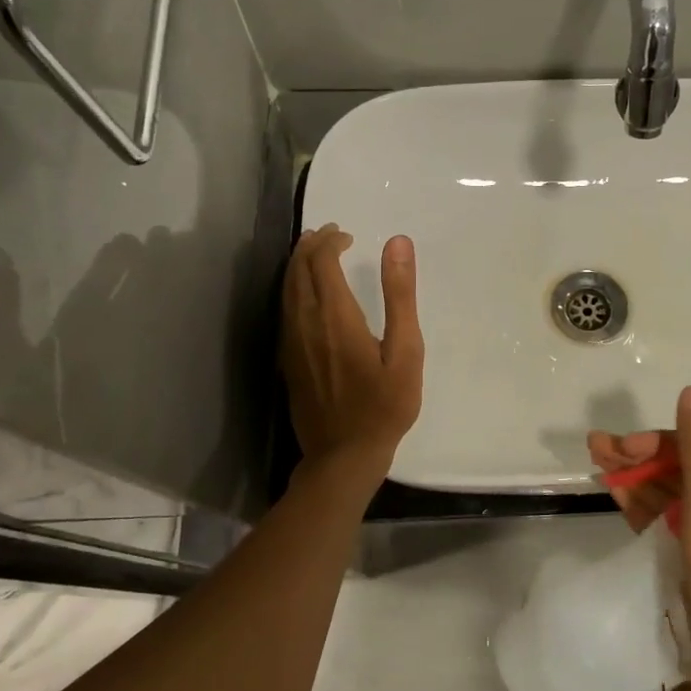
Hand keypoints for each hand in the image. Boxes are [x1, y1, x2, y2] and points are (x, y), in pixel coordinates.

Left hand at [281, 225, 423, 470]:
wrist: (343, 455)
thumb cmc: (384, 405)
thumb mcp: (406, 351)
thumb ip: (400, 295)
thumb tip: (397, 243)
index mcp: (335, 317)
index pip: (321, 262)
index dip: (330, 241)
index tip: (348, 235)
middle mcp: (305, 323)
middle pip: (298, 270)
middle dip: (312, 246)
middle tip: (331, 234)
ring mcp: (291, 342)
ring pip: (286, 289)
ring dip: (299, 264)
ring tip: (314, 252)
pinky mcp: (287, 359)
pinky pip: (284, 309)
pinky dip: (293, 288)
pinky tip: (306, 293)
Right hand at [588, 386, 690, 690]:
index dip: (661, 438)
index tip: (627, 443)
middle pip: (681, 466)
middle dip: (639, 455)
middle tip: (596, 447)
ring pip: (670, 493)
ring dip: (636, 478)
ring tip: (596, 464)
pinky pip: (667, 522)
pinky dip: (643, 508)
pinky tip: (616, 497)